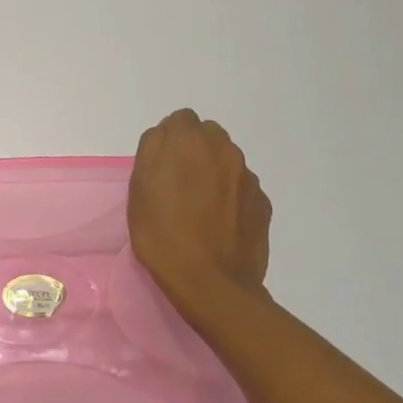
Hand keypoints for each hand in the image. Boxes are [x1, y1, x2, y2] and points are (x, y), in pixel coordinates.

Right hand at [128, 109, 272, 324]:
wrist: (211, 283)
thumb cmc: (163, 234)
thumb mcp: (139, 189)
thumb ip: (152, 150)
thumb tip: (165, 137)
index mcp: (190, 142)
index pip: (181, 119)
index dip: (169, 139)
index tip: (160, 165)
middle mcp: (225, 151)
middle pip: (208, 135)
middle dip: (194, 150)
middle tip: (178, 183)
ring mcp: (248, 177)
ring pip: (227, 160)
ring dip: (214, 172)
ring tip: (199, 206)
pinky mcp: (263, 203)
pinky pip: (242, 187)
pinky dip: (231, 196)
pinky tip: (219, 223)